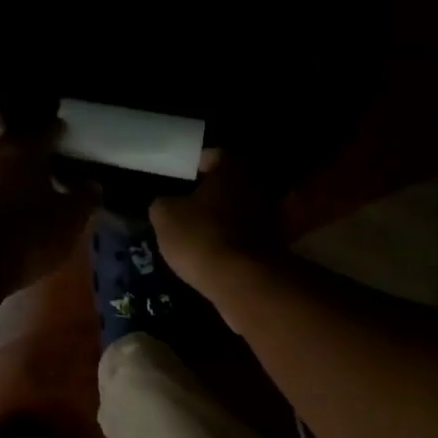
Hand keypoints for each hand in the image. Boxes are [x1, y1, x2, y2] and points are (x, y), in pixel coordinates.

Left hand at [0, 127, 100, 289]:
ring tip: (41, 186)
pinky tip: (21, 208)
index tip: (73, 138)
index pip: (47, 130)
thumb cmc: (30, 234)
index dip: (62, 132)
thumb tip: (92, 184)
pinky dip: (9, 192)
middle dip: (38, 150)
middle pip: (20, 144)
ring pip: (5, 167)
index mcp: (25, 151)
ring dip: (21, 172)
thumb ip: (85, 198)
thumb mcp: (71, 220)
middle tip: (58, 161)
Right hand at [150, 152, 283, 293]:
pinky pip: (248, 240)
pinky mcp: (274, 249)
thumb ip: (163, 203)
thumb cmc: (201, 237)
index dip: (196, 165)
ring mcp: (270, 219)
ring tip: (202, 234)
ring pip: (241, 213)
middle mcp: (255, 188)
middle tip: (190, 206)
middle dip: (213, 194)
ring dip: (226, 221)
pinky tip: (217, 255)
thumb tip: (166, 204)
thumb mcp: (165, 216)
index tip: (183, 177)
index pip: (213, 156)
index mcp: (231, 170)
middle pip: (231, 185)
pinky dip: (235, 245)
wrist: (242, 281)